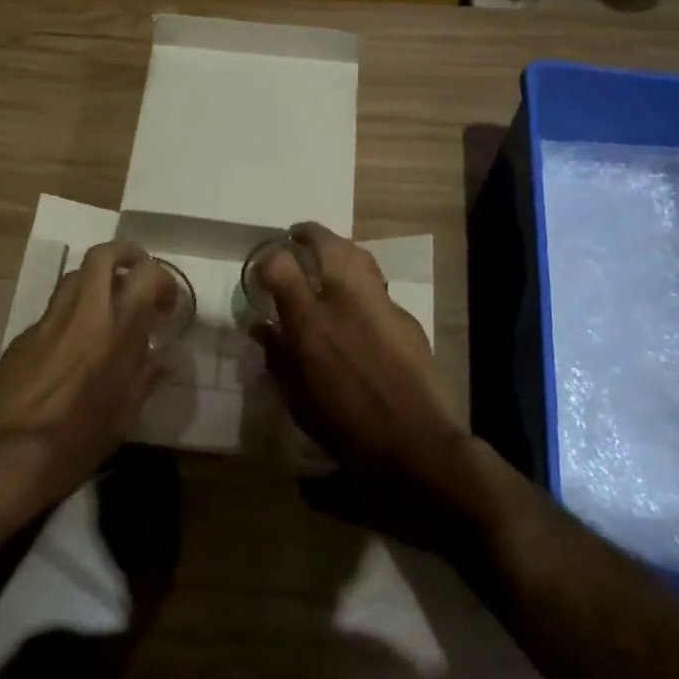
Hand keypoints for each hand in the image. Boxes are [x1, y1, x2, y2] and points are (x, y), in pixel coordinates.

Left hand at [0, 242, 174, 523]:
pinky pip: (54, 308)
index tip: (167, 305)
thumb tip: (163, 357)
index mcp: (112, 335)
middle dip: (127, 255)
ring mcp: (46, 322)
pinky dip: (74, 310)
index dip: (162, 280)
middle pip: (102, 256)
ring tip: (111, 307)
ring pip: (75, 275)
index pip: (144, 276)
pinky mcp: (21, 336)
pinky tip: (77, 345)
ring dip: (98, 278)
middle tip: (140, 279)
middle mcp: (80, 315)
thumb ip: (144, 380)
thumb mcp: (119, 422)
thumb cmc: (68, 450)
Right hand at [253, 223, 476, 517]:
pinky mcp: (406, 317)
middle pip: (327, 244)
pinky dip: (361, 280)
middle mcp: (345, 300)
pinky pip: (378, 285)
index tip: (262, 271)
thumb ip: (278, 357)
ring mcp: (381, 304)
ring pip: (359, 255)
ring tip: (327, 256)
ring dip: (339, 248)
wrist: (416, 445)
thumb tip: (262, 328)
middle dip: (308, 234)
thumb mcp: (298, 400)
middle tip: (297, 236)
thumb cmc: (346, 429)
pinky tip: (357, 299)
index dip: (267, 261)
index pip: (281, 265)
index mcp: (311, 322)